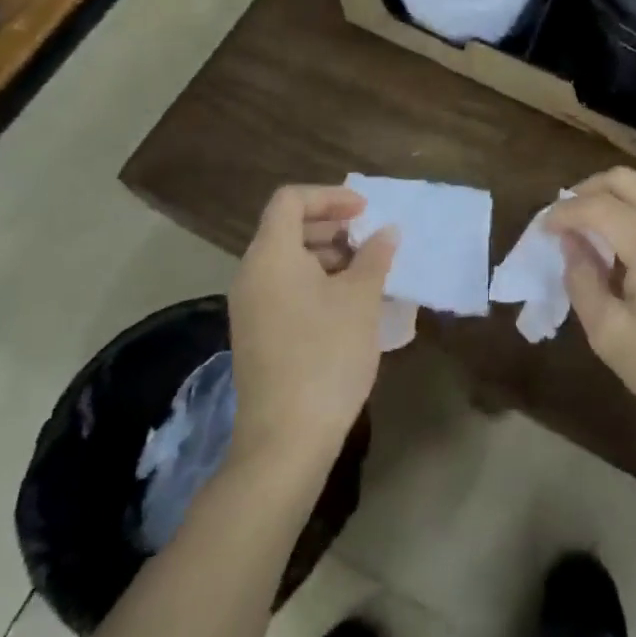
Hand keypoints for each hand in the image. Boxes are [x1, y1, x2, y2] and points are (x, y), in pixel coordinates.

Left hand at [227, 184, 395, 472]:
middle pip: (286, 227)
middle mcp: (252, 274)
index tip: (364, 211)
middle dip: (330, 225)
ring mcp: (250, 307)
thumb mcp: (361, 299)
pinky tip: (347, 304)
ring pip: (287, 260)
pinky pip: (284, 287)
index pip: (291, 200)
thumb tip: (385, 232)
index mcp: (271, 255)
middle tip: (368, 238)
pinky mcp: (255, 334)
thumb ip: (374, 256)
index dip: (330, 196)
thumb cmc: (325, 355)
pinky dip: (314, 281)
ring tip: (365, 272)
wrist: (285, 440)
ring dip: (326, 255)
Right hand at [548, 167, 635, 452]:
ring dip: (609, 202)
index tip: (541, 231)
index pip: (598, 206)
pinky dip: (630, 216)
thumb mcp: (611, 336)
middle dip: (586, 192)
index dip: (563, 213)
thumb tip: (571, 244)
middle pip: (624, 180)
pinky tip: (617, 251)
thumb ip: (583, 281)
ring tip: (585, 236)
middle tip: (562, 221)